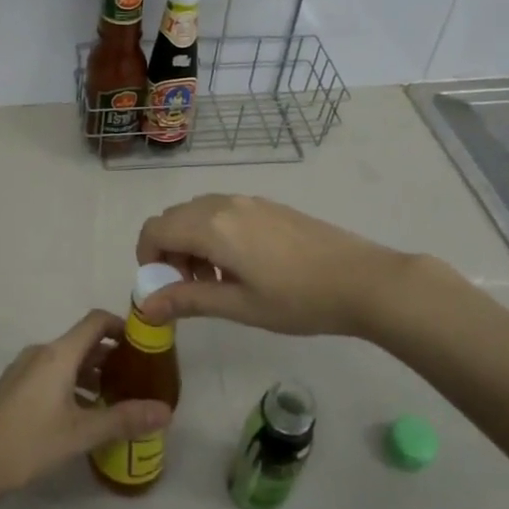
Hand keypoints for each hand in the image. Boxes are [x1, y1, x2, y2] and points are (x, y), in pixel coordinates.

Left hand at [0, 311, 172, 499]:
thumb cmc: (28, 443)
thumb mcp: (80, 433)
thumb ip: (123, 419)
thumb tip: (166, 411)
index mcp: (57, 354)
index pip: (95, 321)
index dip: (122, 326)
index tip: (145, 344)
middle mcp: (41, 352)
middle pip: (83, 341)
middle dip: (111, 354)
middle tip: (138, 377)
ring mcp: (24, 369)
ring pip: (66, 360)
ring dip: (92, 372)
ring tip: (116, 397)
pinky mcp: (15, 387)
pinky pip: (52, 373)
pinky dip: (73, 383)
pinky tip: (83, 413)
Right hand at [135, 194, 409, 338]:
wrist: (363, 280)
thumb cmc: (298, 299)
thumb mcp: (239, 306)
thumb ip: (188, 300)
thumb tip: (145, 304)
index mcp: (211, 227)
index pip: (155, 230)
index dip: (147, 258)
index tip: (163, 289)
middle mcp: (223, 204)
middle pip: (173, 218)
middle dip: (169, 251)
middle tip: (190, 288)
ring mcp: (248, 201)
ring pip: (197, 213)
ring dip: (191, 242)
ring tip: (218, 280)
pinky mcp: (267, 205)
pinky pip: (222, 211)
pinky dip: (213, 233)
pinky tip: (244, 266)